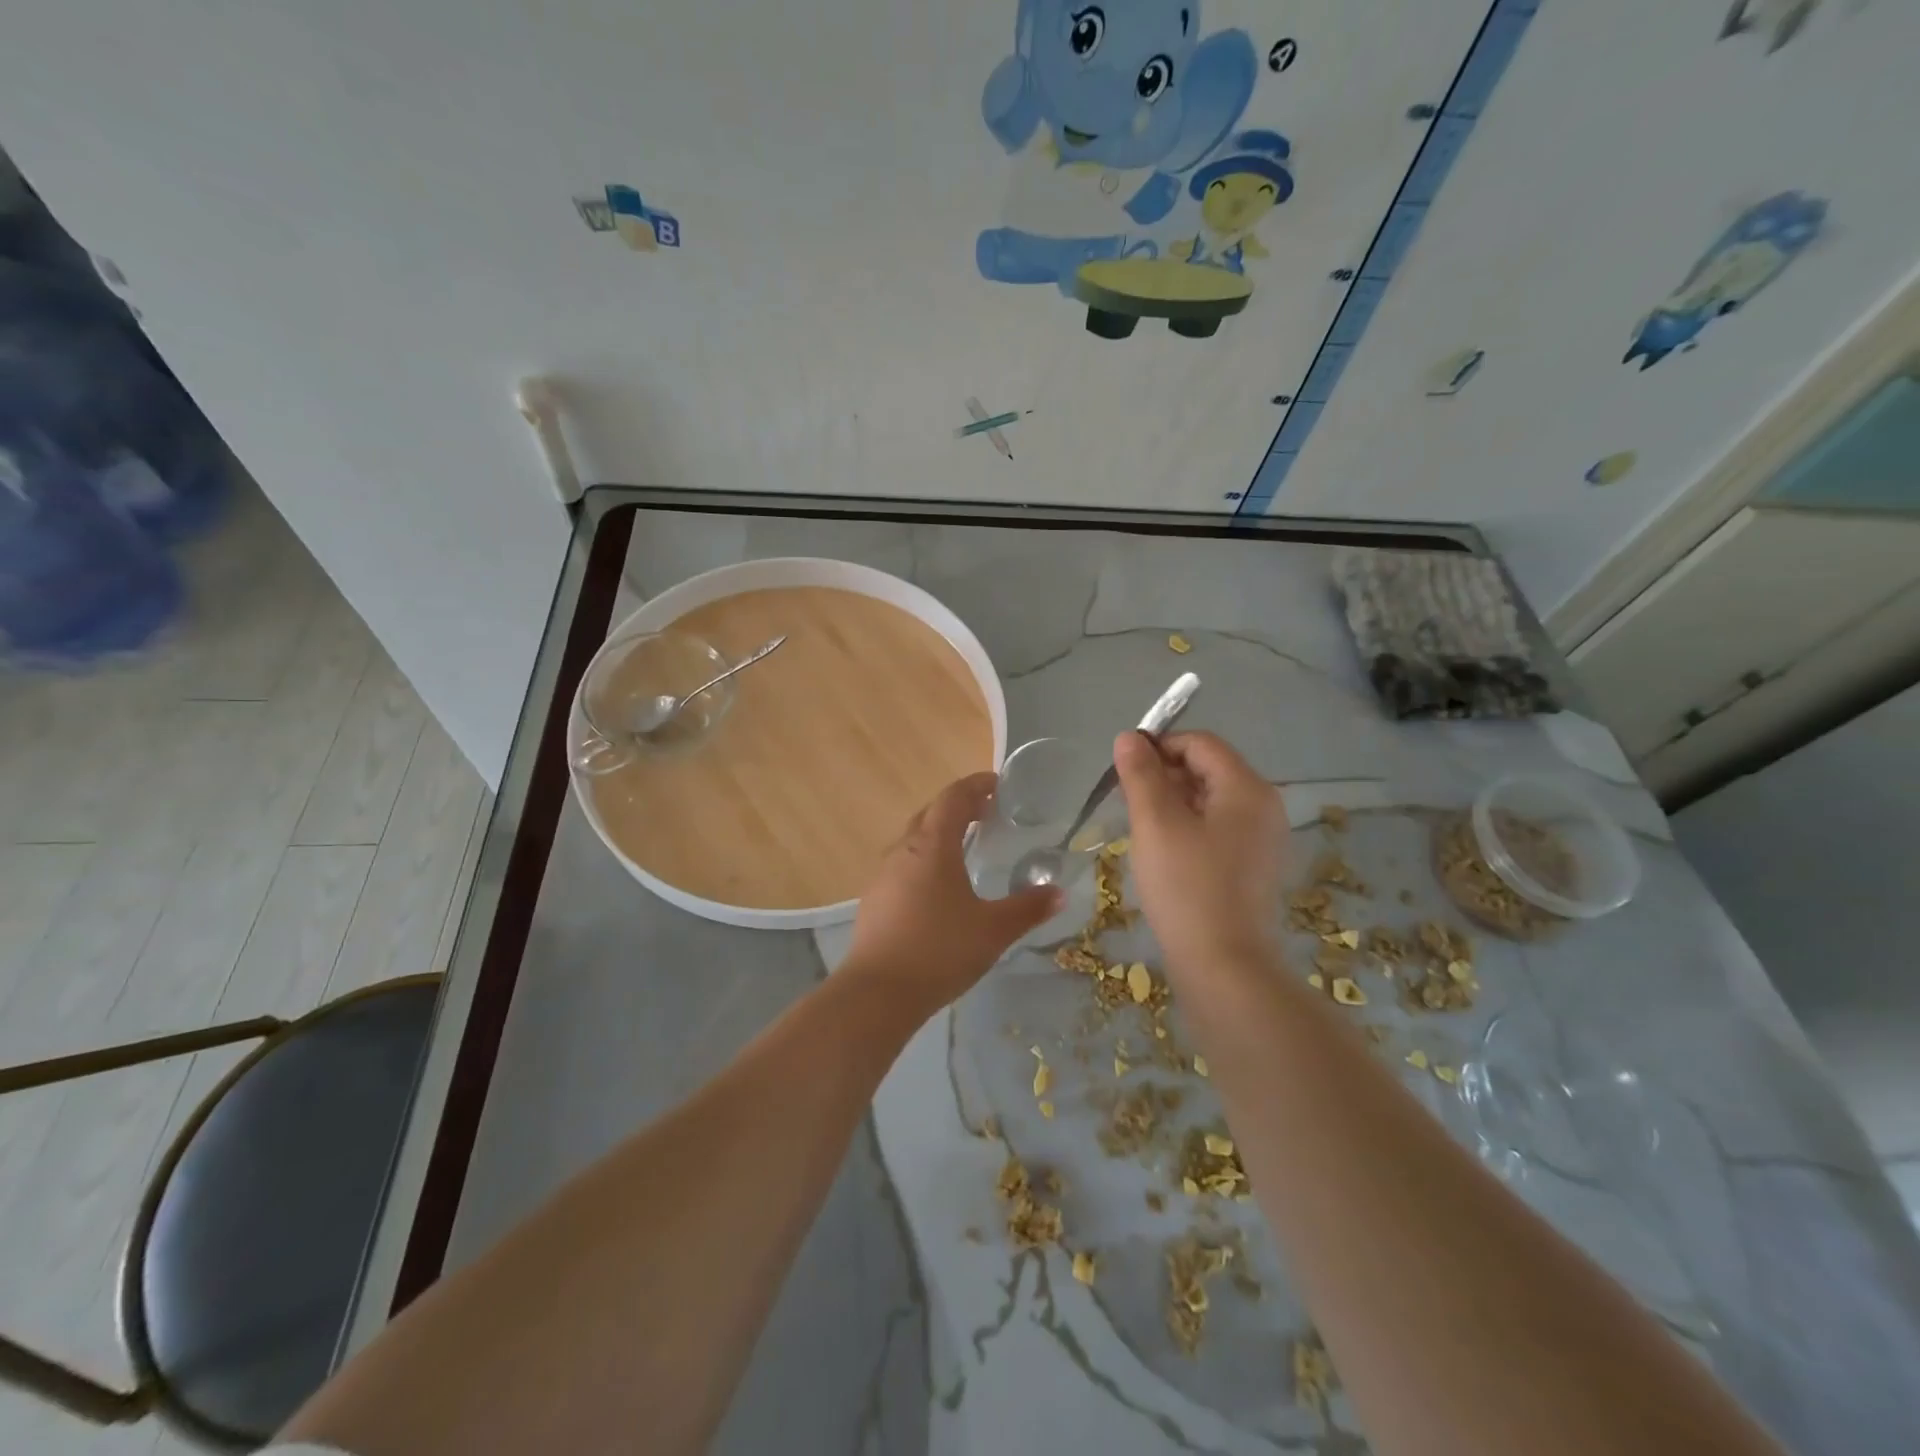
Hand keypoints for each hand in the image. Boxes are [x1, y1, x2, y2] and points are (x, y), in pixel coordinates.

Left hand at [843, 772, 1062, 1014]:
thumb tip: (1058, 893)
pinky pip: (904, 864)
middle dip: (959, 807)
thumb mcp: (993, 930)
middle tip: (986, 814)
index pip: (954, 798)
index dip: (975, 785)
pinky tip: (938, 887)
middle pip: (931, 813)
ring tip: (965, 847)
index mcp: (933, 846)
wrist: (878, 992)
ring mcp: (884, 874)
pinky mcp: (875, 899)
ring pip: (914, 839)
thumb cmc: (941, 949)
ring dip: (939, 833)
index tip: (997, 784)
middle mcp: (904, 850)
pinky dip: (925, 859)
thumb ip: (1027, 909)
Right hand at [1112, 731, 1289, 972]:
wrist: (1224, 967)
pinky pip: (1217, 830)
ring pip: (1210, 801)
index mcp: (1247, 789)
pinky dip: (1187, 827)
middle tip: (1125, 798)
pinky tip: (1161, 850)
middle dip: (1164, 774)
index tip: (1122, 767)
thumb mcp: (1155, 823)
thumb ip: (1140, 774)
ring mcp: (1262, 840)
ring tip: (1138, 825)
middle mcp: (1263, 807)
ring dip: (1172, 802)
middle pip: (1209, 769)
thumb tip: (1129, 737)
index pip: (1200, 743)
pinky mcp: (1252, 868)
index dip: (1159, 745)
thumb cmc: (1187, 887)